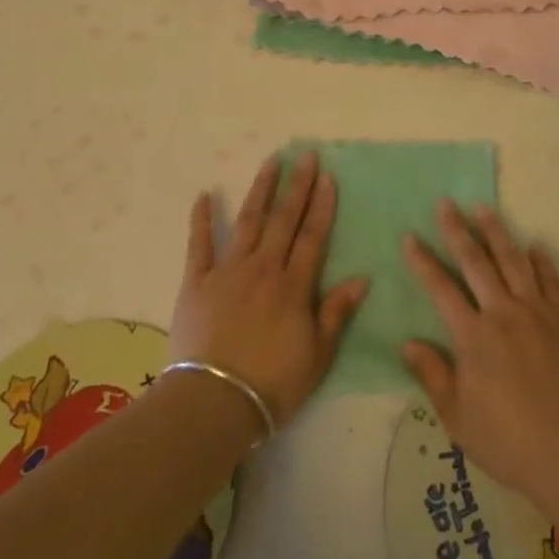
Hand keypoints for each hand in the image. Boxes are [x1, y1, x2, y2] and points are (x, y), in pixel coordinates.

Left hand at [171, 153, 368, 430]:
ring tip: (270, 162)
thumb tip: (362, 278)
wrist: (213, 403)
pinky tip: (204, 195)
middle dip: (297, 186)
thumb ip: (336, 313)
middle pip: (283, 219)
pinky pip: (198, 244)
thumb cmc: (272, 385)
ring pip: (247, 221)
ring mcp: (227, 271)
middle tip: (304, 154)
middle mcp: (262, 268)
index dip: (321, 205)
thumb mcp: (317, 356)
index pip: (312, 236)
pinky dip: (201, 219)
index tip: (327, 176)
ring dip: (260, 190)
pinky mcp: (196, 282)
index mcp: (293, 286)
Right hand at [402, 201, 558, 517]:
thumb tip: (407, 343)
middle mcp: (504, 313)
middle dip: (457, 230)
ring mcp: (538, 313)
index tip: (409, 236)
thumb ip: (433, 376)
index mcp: (473, 336)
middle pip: (476, 261)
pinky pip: (552, 280)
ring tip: (482, 207)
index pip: (441, 288)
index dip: (422, 261)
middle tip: (445, 202)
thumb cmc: (513, 444)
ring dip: (496, 231)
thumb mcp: (459, 420)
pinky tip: (535, 247)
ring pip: (513, 260)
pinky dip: (542, 260)